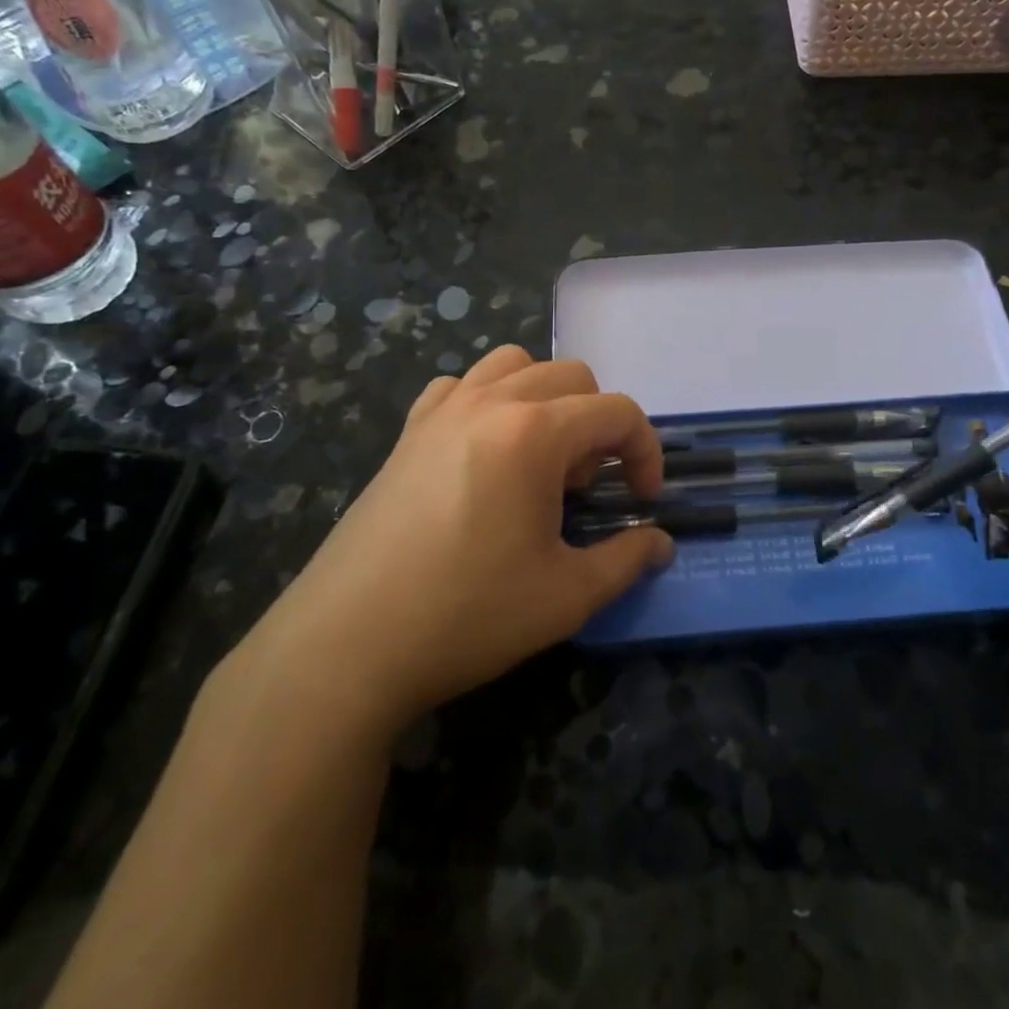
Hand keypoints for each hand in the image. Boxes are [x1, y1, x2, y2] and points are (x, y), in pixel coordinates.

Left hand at [239, 346, 673, 741]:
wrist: (347, 643)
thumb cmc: (467, 614)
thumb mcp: (566, 597)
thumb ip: (626, 560)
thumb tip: (661, 544)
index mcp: (535, 432)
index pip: (617, 412)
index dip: (645, 451)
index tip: (642, 500)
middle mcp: (490, 402)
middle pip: (571, 376)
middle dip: (597, 424)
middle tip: (584, 489)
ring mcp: (443, 410)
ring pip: (514, 365)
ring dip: (545, 398)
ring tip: (538, 459)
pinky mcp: (408, 431)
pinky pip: (460, 385)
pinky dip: (488, 401)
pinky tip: (483, 452)